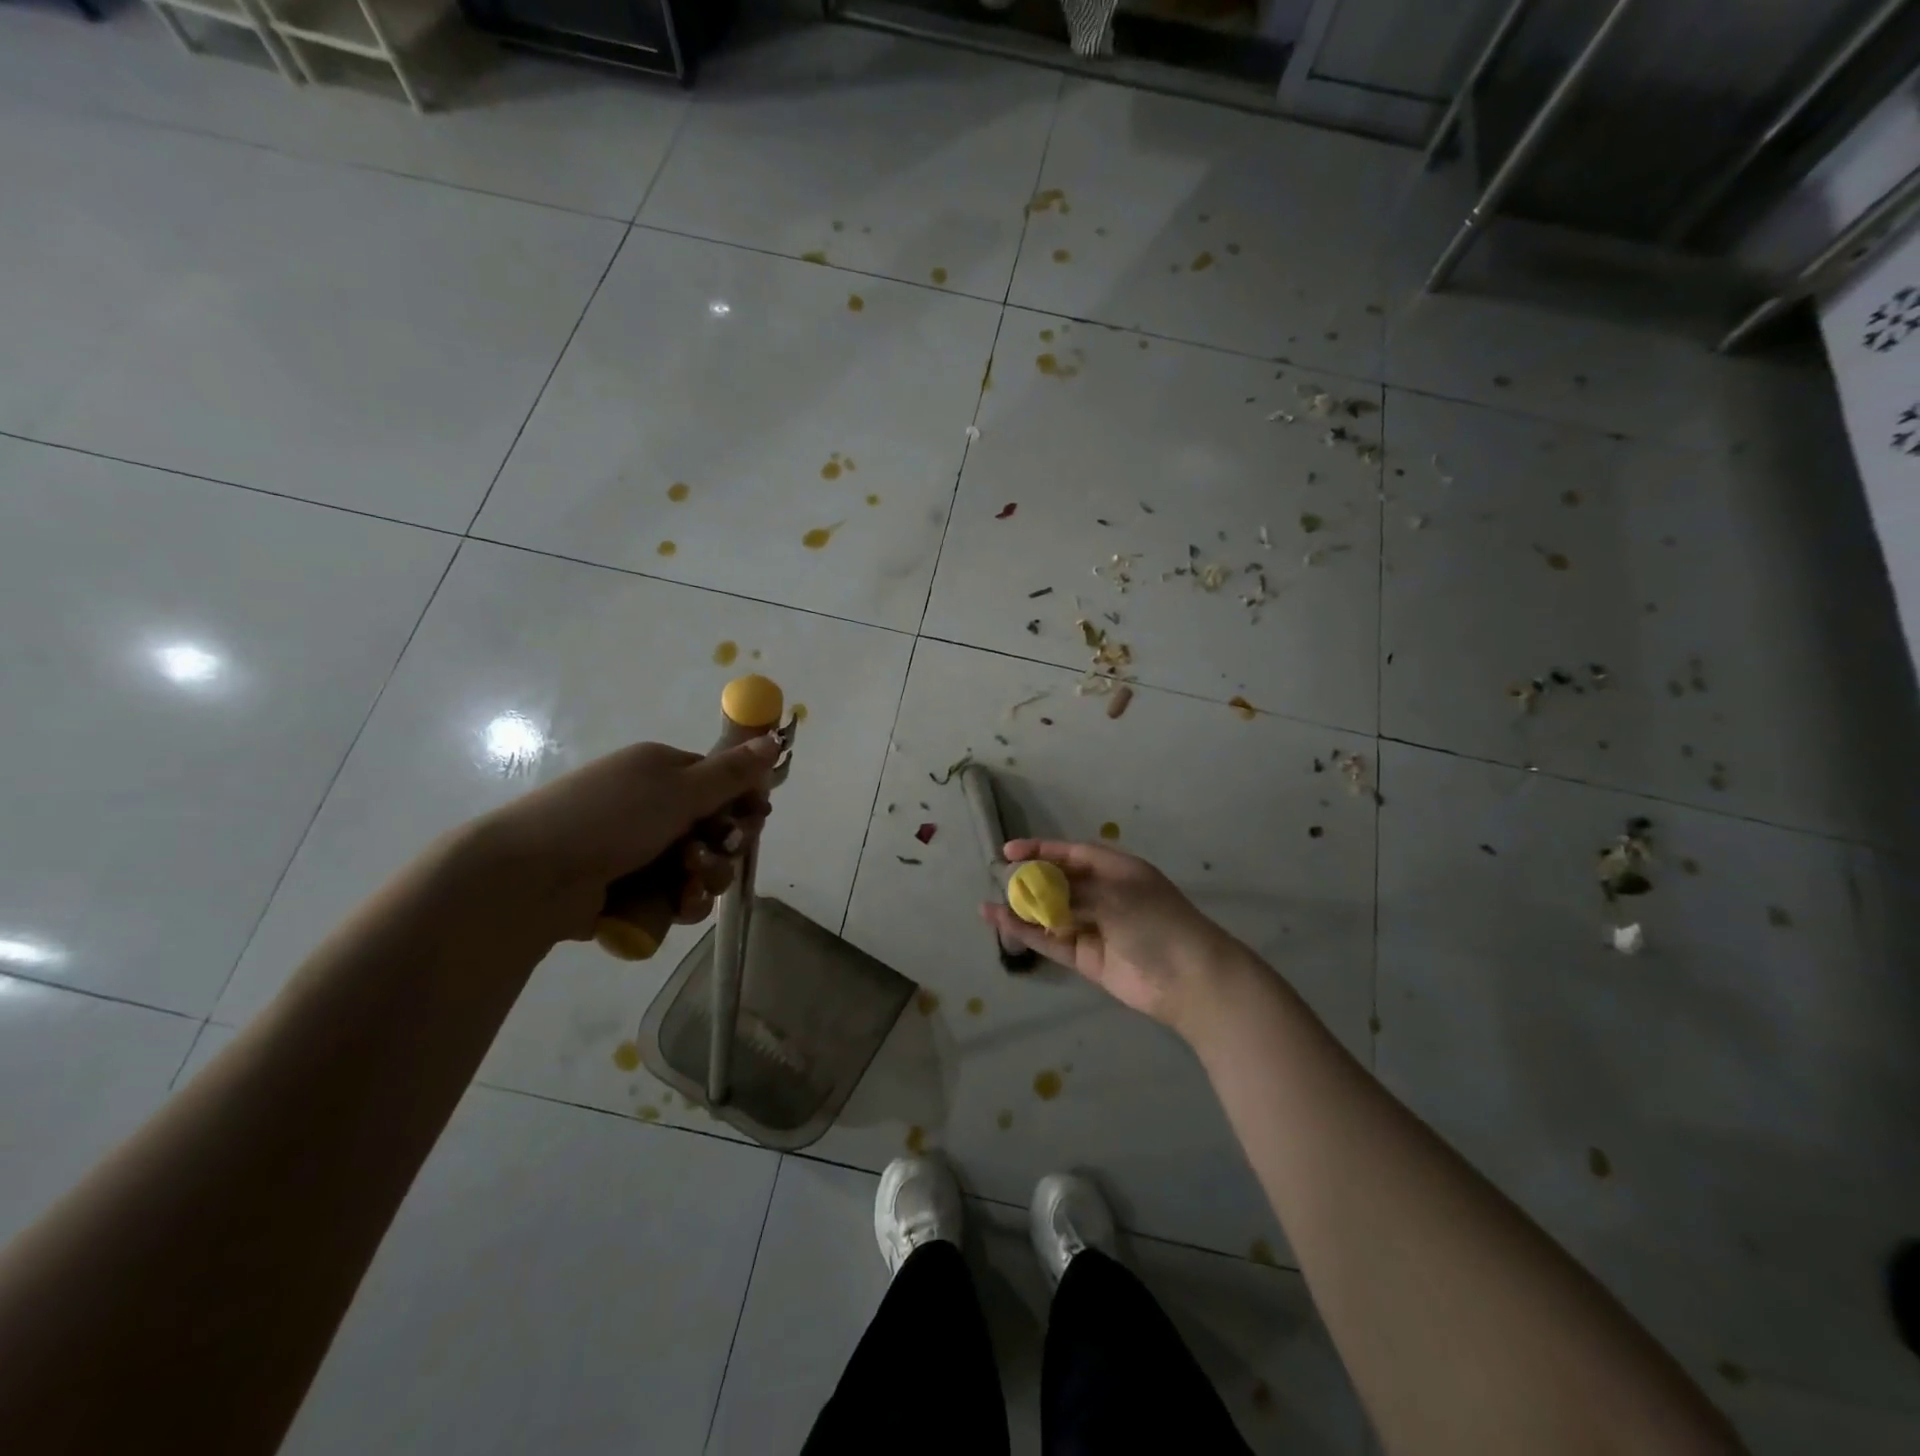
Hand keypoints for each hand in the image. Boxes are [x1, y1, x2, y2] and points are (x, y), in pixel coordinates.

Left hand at [457, 736, 777, 947]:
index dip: (742, 803)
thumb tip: (774, 739)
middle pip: (715, 829)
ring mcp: (638, 849)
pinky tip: (674, 906)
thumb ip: (732, 772)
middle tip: (711, 855)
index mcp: (661, 771)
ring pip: (698, 868)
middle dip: (723, 848)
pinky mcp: (628, 888)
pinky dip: (679, 902)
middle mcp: (652, 806)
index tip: (753, 820)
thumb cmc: (610, 819)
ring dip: (704, 879)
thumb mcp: (679, 789)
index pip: (721, 783)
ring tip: (686, 886)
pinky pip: (673, 895)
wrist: (531, 877)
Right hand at [980, 840, 1245, 1037]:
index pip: (1072, 852)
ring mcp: (1094, 927)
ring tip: (989, 904)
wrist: (1189, 979)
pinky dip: (1028, 932)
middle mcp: (1104, 895)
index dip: (1041, 850)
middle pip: (1059, 882)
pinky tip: (1003, 923)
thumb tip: (1039, 895)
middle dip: (1029, 880)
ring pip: (1051, 913)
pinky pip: (1052, 940)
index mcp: (1117, 870)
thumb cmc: (1157, 923)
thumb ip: (1073, 893)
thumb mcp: (1115, 896)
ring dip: (1023, 908)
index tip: (1009, 851)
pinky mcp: (1087, 958)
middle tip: (999, 879)